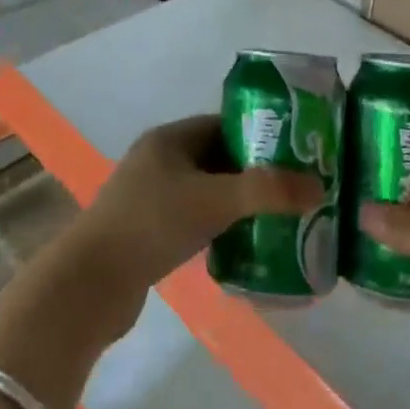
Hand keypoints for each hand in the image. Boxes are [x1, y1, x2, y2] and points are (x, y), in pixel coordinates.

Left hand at [57, 115, 322, 336]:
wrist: (91, 284)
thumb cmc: (152, 224)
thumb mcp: (214, 201)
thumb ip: (266, 191)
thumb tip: (318, 187)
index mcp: (169, 139)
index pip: (223, 124)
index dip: (260, 135)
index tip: (296, 152)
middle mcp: (158, 160)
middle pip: (217, 157)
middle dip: (254, 171)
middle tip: (294, 188)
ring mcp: (150, 196)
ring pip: (206, 190)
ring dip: (237, 201)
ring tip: (277, 217)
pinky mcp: (147, 230)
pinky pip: (194, 217)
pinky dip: (219, 225)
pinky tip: (243, 243)